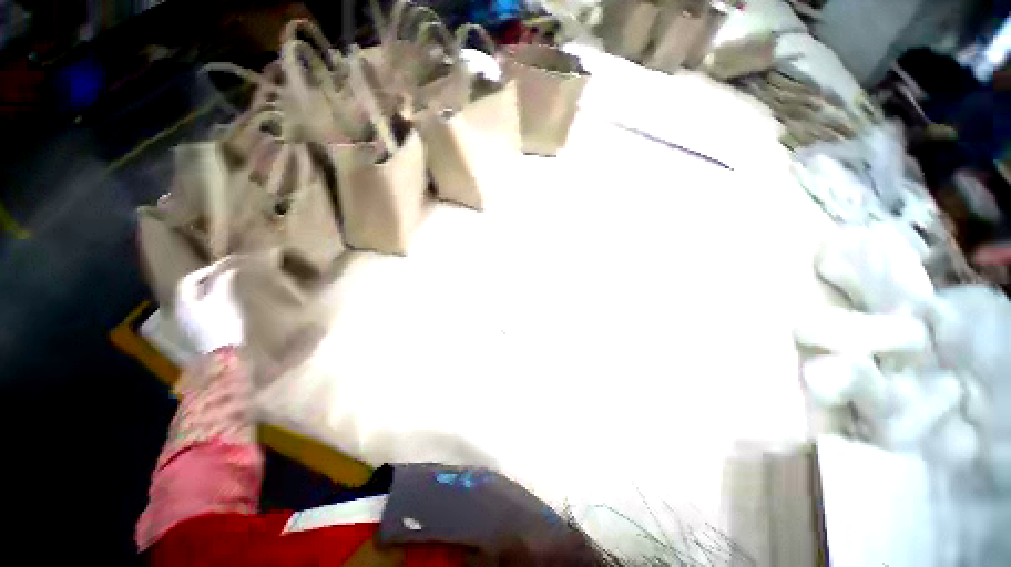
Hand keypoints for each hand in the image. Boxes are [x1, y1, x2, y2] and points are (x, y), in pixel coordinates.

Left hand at [175, 259, 244, 353]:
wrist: (221, 356)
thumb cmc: (220, 324)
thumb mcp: (222, 299)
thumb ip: (222, 280)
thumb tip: (226, 265)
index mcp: (181, 301)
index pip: (188, 280)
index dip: (205, 271)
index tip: (224, 267)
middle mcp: (177, 311)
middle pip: (189, 291)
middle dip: (206, 283)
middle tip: (225, 278)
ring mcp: (184, 325)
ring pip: (194, 303)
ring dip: (208, 295)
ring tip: (226, 292)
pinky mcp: (195, 335)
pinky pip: (199, 313)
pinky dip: (210, 306)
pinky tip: (223, 308)